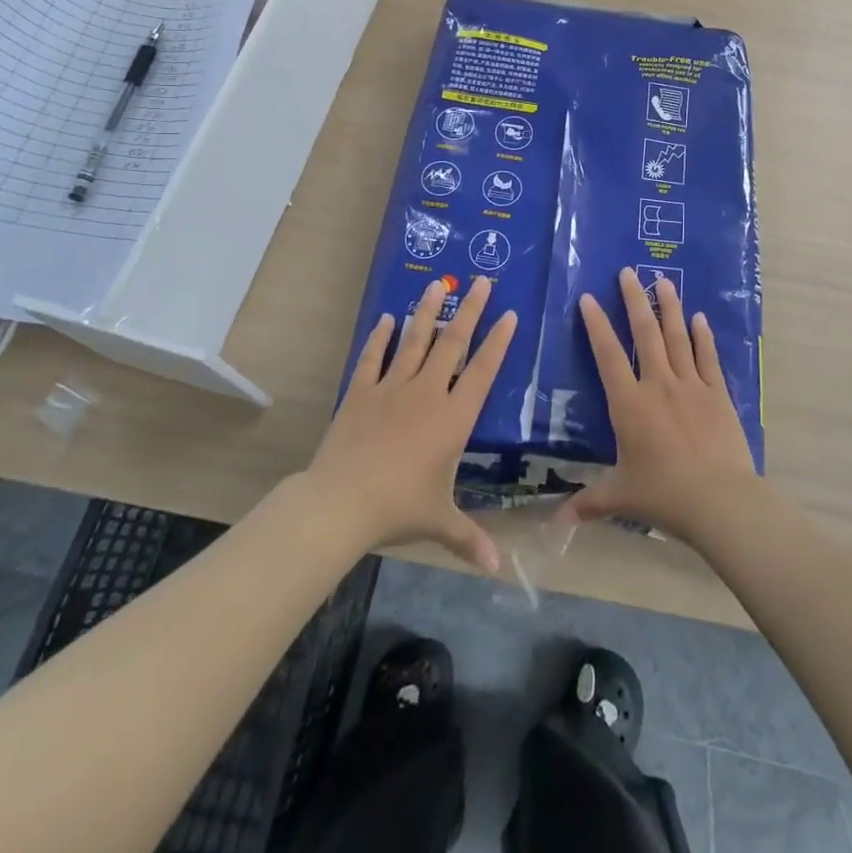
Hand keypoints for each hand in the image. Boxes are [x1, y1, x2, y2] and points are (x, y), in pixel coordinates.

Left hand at [307, 276, 515, 571]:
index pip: (483, 371)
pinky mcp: (361, 392)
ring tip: (438, 284)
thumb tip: (498, 570)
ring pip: (415, 340)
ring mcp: (392, 388)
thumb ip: (470, 539)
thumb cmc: (399, 508)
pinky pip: (374, 358)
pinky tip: (388, 317)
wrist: (341, 502)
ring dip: (428, 311)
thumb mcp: (440, 522)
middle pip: (453, 343)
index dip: (498, 342)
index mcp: (453, 418)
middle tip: (483, 282)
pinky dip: (381, 337)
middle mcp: (427, 393)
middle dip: (470, 310)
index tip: (510, 314)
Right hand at [566, 267, 756, 541]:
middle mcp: (658, 384)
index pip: (608, 355)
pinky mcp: (717, 393)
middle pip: (644, 333)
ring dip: (669, 307)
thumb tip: (556, 523)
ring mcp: (690, 385)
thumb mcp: (621, 496)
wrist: (718, 499)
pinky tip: (700, 317)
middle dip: (634, 300)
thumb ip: (588, 503)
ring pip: (677, 337)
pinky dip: (703, 336)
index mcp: (629, 404)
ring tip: (663, 281)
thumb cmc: (663, 495)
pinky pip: (708, 357)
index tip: (589, 298)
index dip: (596, 325)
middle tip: (628, 272)